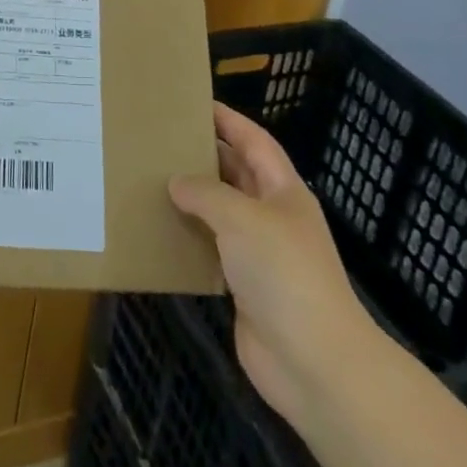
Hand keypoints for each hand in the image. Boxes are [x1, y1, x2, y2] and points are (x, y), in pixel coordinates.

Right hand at [170, 103, 376, 424]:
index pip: (254, 141)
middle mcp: (273, 217)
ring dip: (192, 199)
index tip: (194, 102)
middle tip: (162, 140)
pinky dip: (189, 239)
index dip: (228, 120)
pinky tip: (160, 230)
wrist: (314, 363)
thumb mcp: (241, 217)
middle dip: (204, 156)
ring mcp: (261, 255)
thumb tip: (176, 182)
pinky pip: (211, 251)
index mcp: (283, 191)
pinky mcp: (244, 288)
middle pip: (236, 174)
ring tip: (151, 179)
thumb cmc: (283, 272)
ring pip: (221, 214)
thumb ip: (205, 193)